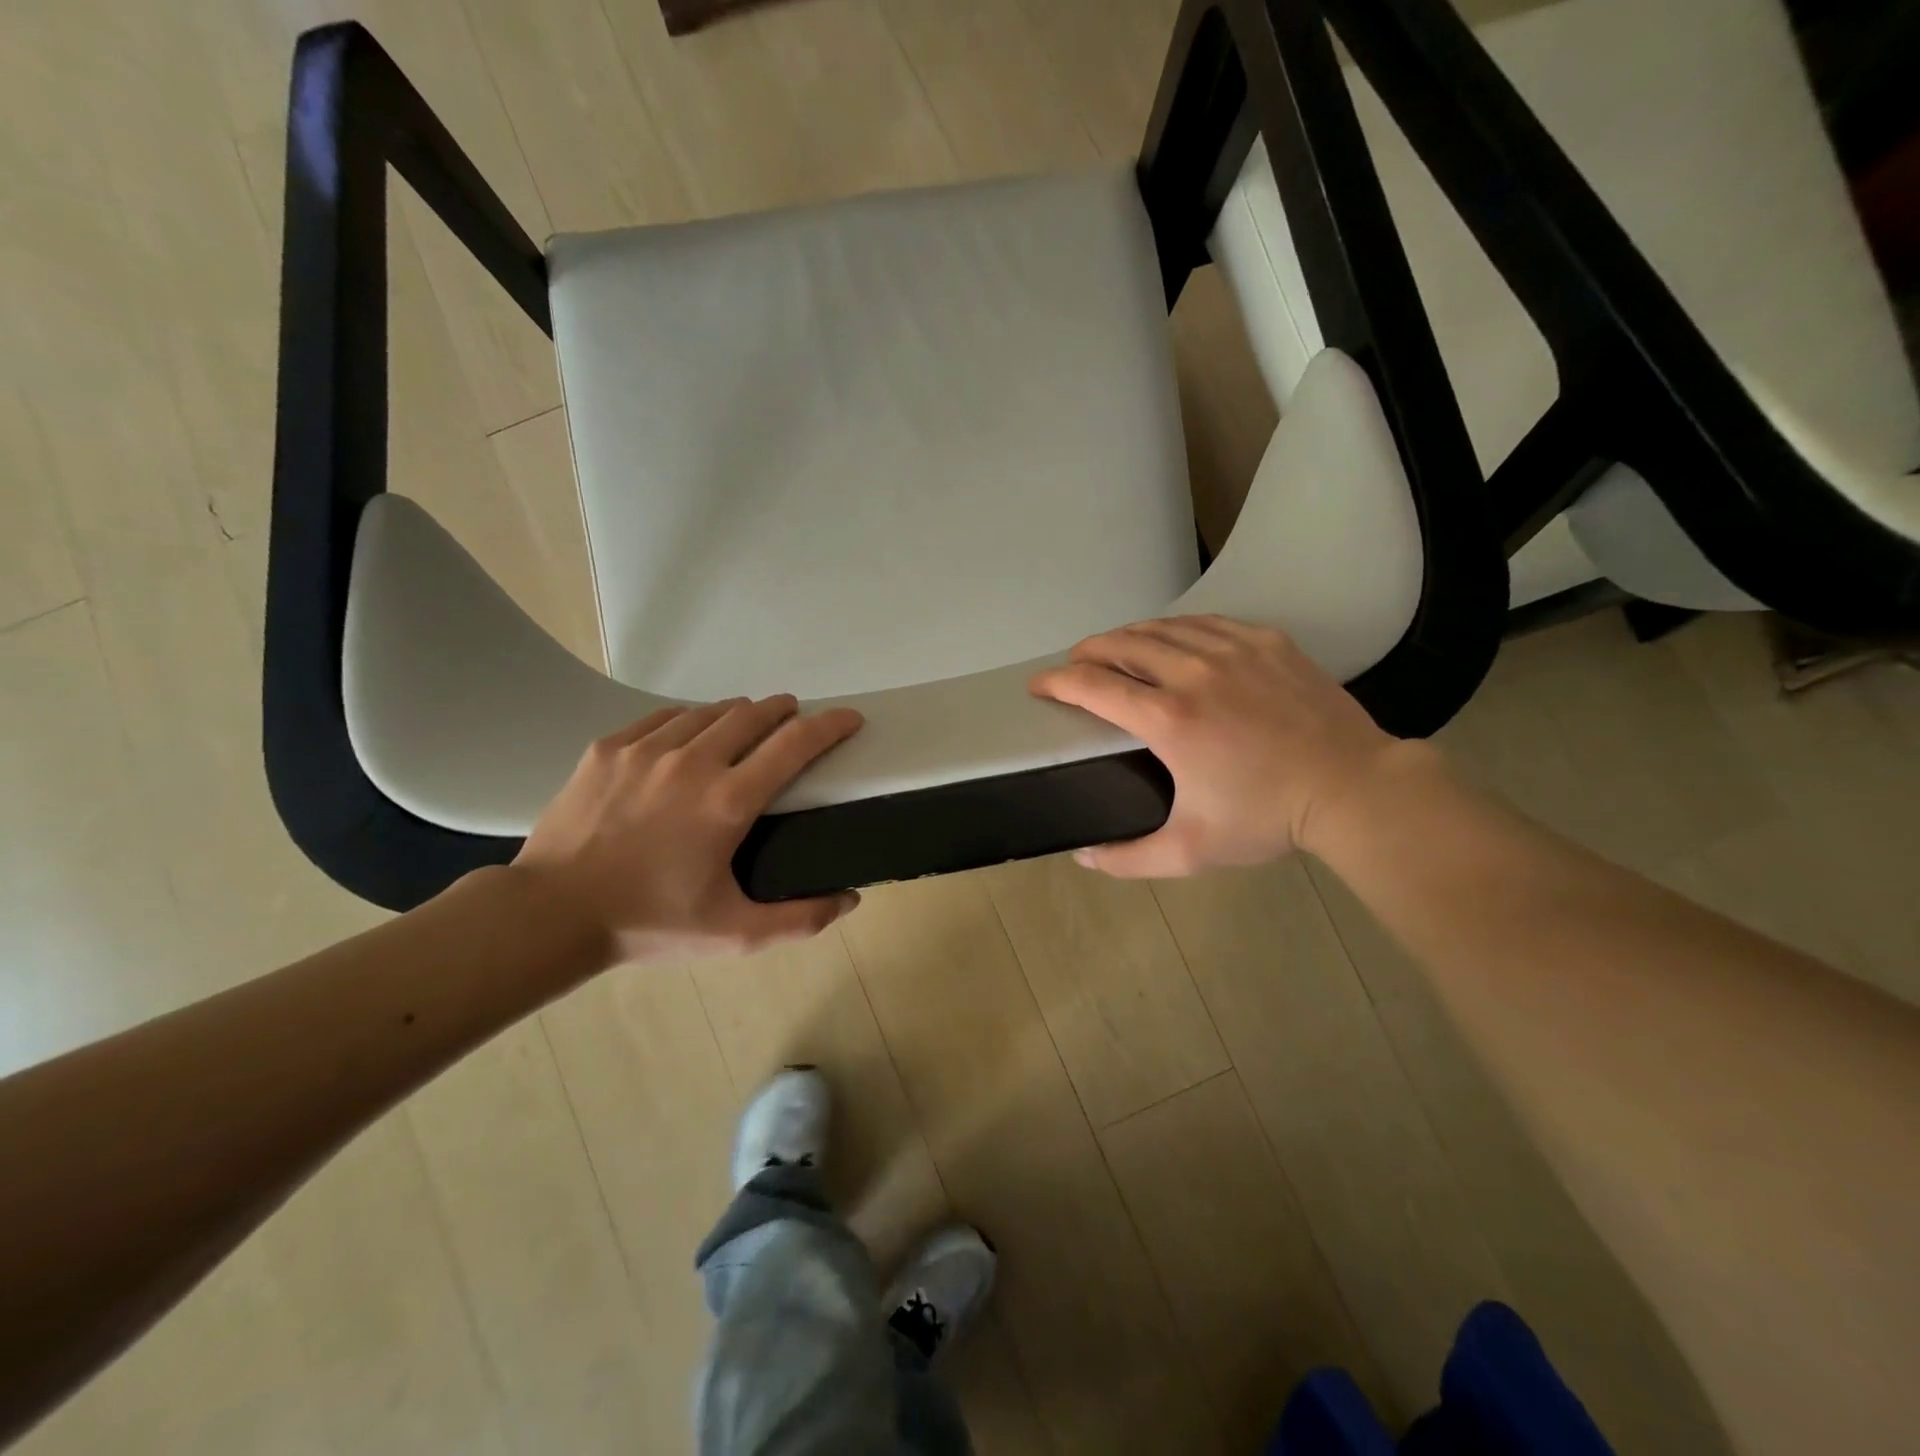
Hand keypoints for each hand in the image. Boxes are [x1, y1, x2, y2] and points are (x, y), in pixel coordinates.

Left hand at [513, 698, 863, 964]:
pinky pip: (664, 718)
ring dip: (739, 715)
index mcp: (728, 801)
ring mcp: (646, 749)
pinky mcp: (610, 747)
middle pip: (754, 714)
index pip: (795, 744)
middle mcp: (692, 762)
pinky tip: (689, 736)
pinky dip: (691, 721)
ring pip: (709, 711)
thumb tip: (850, 899)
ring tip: (745, 728)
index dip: (830, 726)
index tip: (849, 719)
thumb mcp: (733, 935)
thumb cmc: (648, 923)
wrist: (550, 913)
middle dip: (784, 711)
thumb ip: (800, 919)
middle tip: (794, 721)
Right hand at [1030, 615, 1412, 875]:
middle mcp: (1193, 673)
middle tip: (1075, 665)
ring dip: (1128, 635)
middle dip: (1088, 651)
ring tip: (1115, 649)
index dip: (1057, 681)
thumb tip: (1083, 856)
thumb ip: (1129, 858)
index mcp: (1168, 719)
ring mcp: (1234, 650)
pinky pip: (1206, 622)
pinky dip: (1176, 627)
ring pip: (1163, 627)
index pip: (1094, 685)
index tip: (1039, 685)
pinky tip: (1173, 639)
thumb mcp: (1192, 852)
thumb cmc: (1267, 819)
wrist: (1352, 789)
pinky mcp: (1266, 641)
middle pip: (1122, 643)